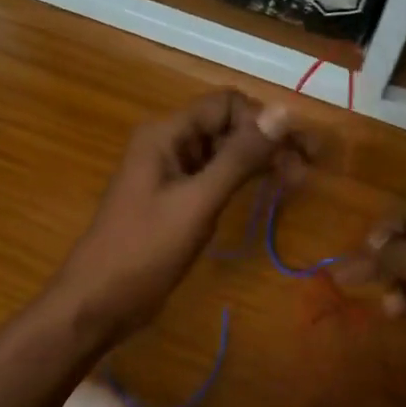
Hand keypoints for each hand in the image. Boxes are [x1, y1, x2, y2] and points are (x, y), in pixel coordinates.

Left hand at [51, 90, 301, 345]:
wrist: (98, 301)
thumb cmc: (144, 251)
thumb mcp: (197, 202)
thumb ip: (240, 157)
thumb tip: (283, 111)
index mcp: (166, 134)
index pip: (226, 104)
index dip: (264, 121)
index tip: (299, 151)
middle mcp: (168, 144)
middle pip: (226, 126)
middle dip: (267, 141)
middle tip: (307, 170)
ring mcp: (169, 173)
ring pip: (222, 153)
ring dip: (258, 162)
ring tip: (295, 183)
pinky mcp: (174, 200)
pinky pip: (213, 178)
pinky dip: (240, 182)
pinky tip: (264, 195)